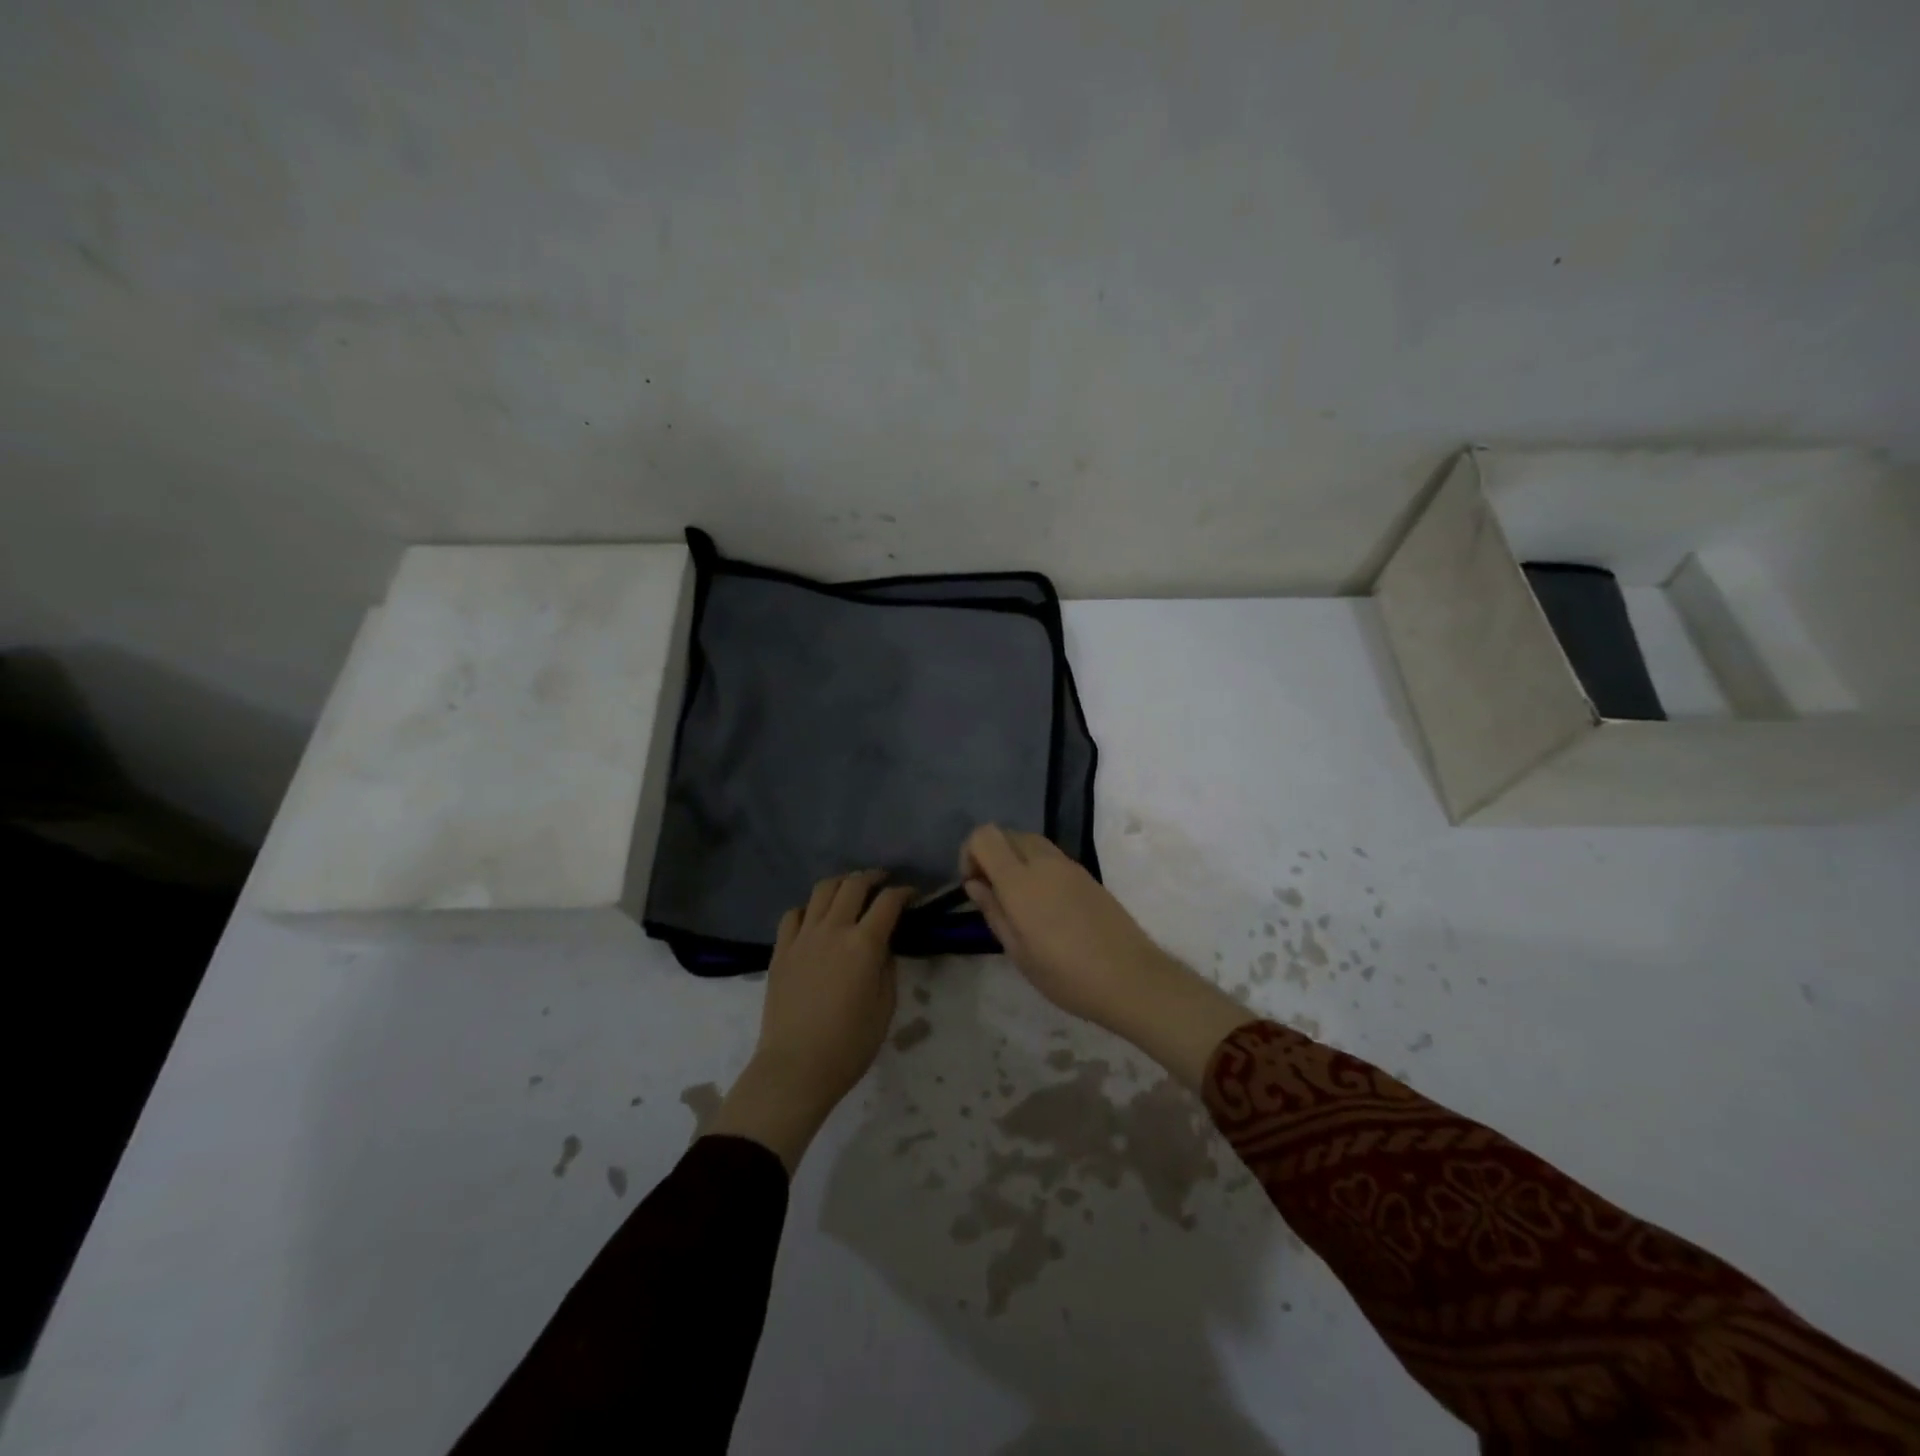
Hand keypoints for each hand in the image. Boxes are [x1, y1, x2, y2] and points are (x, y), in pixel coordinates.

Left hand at [708, 870, 914, 1172]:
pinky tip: (816, 918)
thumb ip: (887, 968)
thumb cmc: (849, 1044)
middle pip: (853, 884)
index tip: (912, 895)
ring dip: (841, 883)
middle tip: (883, 882)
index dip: (904, 892)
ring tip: (850, 890)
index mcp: (864, 944)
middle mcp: (833, 929)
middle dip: (872, 878)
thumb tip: (883, 946)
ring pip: (822, 890)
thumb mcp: (885, 1007)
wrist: (796, 1067)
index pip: (888, 901)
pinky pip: (794, 914)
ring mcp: (803, 937)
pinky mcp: (781, 949)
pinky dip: (809, 908)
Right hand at [960, 825, 1254, 1087]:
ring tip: (1019, 903)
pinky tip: (1046, 907)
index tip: (974, 886)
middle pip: (1008, 834)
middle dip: (992, 855)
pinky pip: (1051, 857)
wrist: (1132, 979)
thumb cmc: (1067, 975)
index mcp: (1021, 880)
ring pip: (1031, 842)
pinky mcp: (1087, 875)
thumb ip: (993, 911)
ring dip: (1015, 860)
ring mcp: (1069, 866)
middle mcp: (1044, 862)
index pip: (985, 836)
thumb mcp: (1019, 952)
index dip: (970, 853)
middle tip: (993, 895)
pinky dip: (1037, 867)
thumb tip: (975, 884)